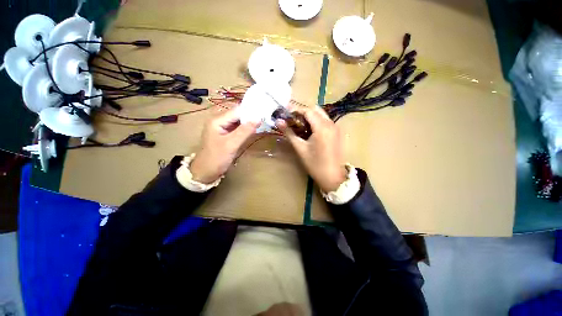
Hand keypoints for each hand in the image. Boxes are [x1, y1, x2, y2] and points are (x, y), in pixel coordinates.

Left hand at [190, 108, 258, 183]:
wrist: (206, 172)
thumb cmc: (216, 158)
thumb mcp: (231, 144)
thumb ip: (244, 131)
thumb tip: (258, 119)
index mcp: (217, 120)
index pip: (237, 110)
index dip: (251, 111)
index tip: (264, 113)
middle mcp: (219, 120)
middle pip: (238, 114)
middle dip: (251, 116)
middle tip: (265, 117)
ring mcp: (222, 127)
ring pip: (239, 121)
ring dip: (249, 122)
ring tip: (262, 122)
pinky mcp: (226, 134)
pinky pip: (238, 127)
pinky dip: (246, 128)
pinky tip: (254, 129)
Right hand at [276, 106, 346, 191]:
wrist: (333, 177)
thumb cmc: (315, 164)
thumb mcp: (300, 148)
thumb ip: (289, 133)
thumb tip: (278, 122)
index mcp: (322, 127)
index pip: (307, 111)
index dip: (296, 110)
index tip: (286, 113)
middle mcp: (331, 124)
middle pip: (316, 110)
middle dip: (303, 112)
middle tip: (293, 120)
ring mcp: (337, 128)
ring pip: (322, 115)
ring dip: (311, 117)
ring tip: (301, 126)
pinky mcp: (339, 133)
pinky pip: (327, 121)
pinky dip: (317, 122)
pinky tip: (311, 132)